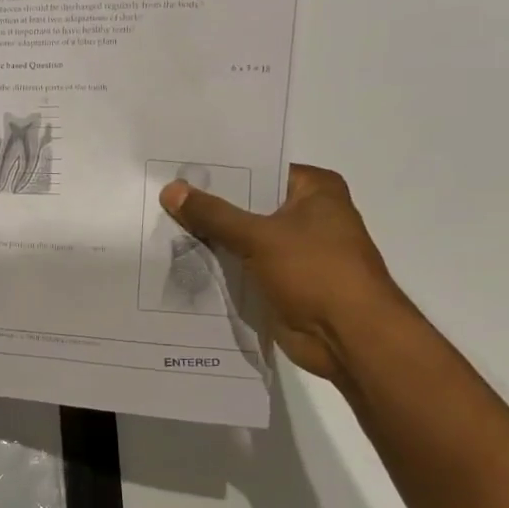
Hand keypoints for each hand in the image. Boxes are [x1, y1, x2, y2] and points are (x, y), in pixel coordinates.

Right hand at [160, 164, 410, 382]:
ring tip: (160, 227)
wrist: (348, 338)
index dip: (217, 173)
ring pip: (241, 237)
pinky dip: (218, 265)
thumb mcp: (259, 236)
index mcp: (315, 190)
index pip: (257, 170)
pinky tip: (179, 260)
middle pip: (246, 205)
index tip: (176, 172)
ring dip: (209, 239)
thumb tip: (170, 190)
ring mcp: (294, 250)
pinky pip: (241, 265)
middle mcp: (307, 215)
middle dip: (207, 207)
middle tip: (160, 198)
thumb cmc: (316, 273)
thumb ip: (212, 214)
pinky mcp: (281, 280)